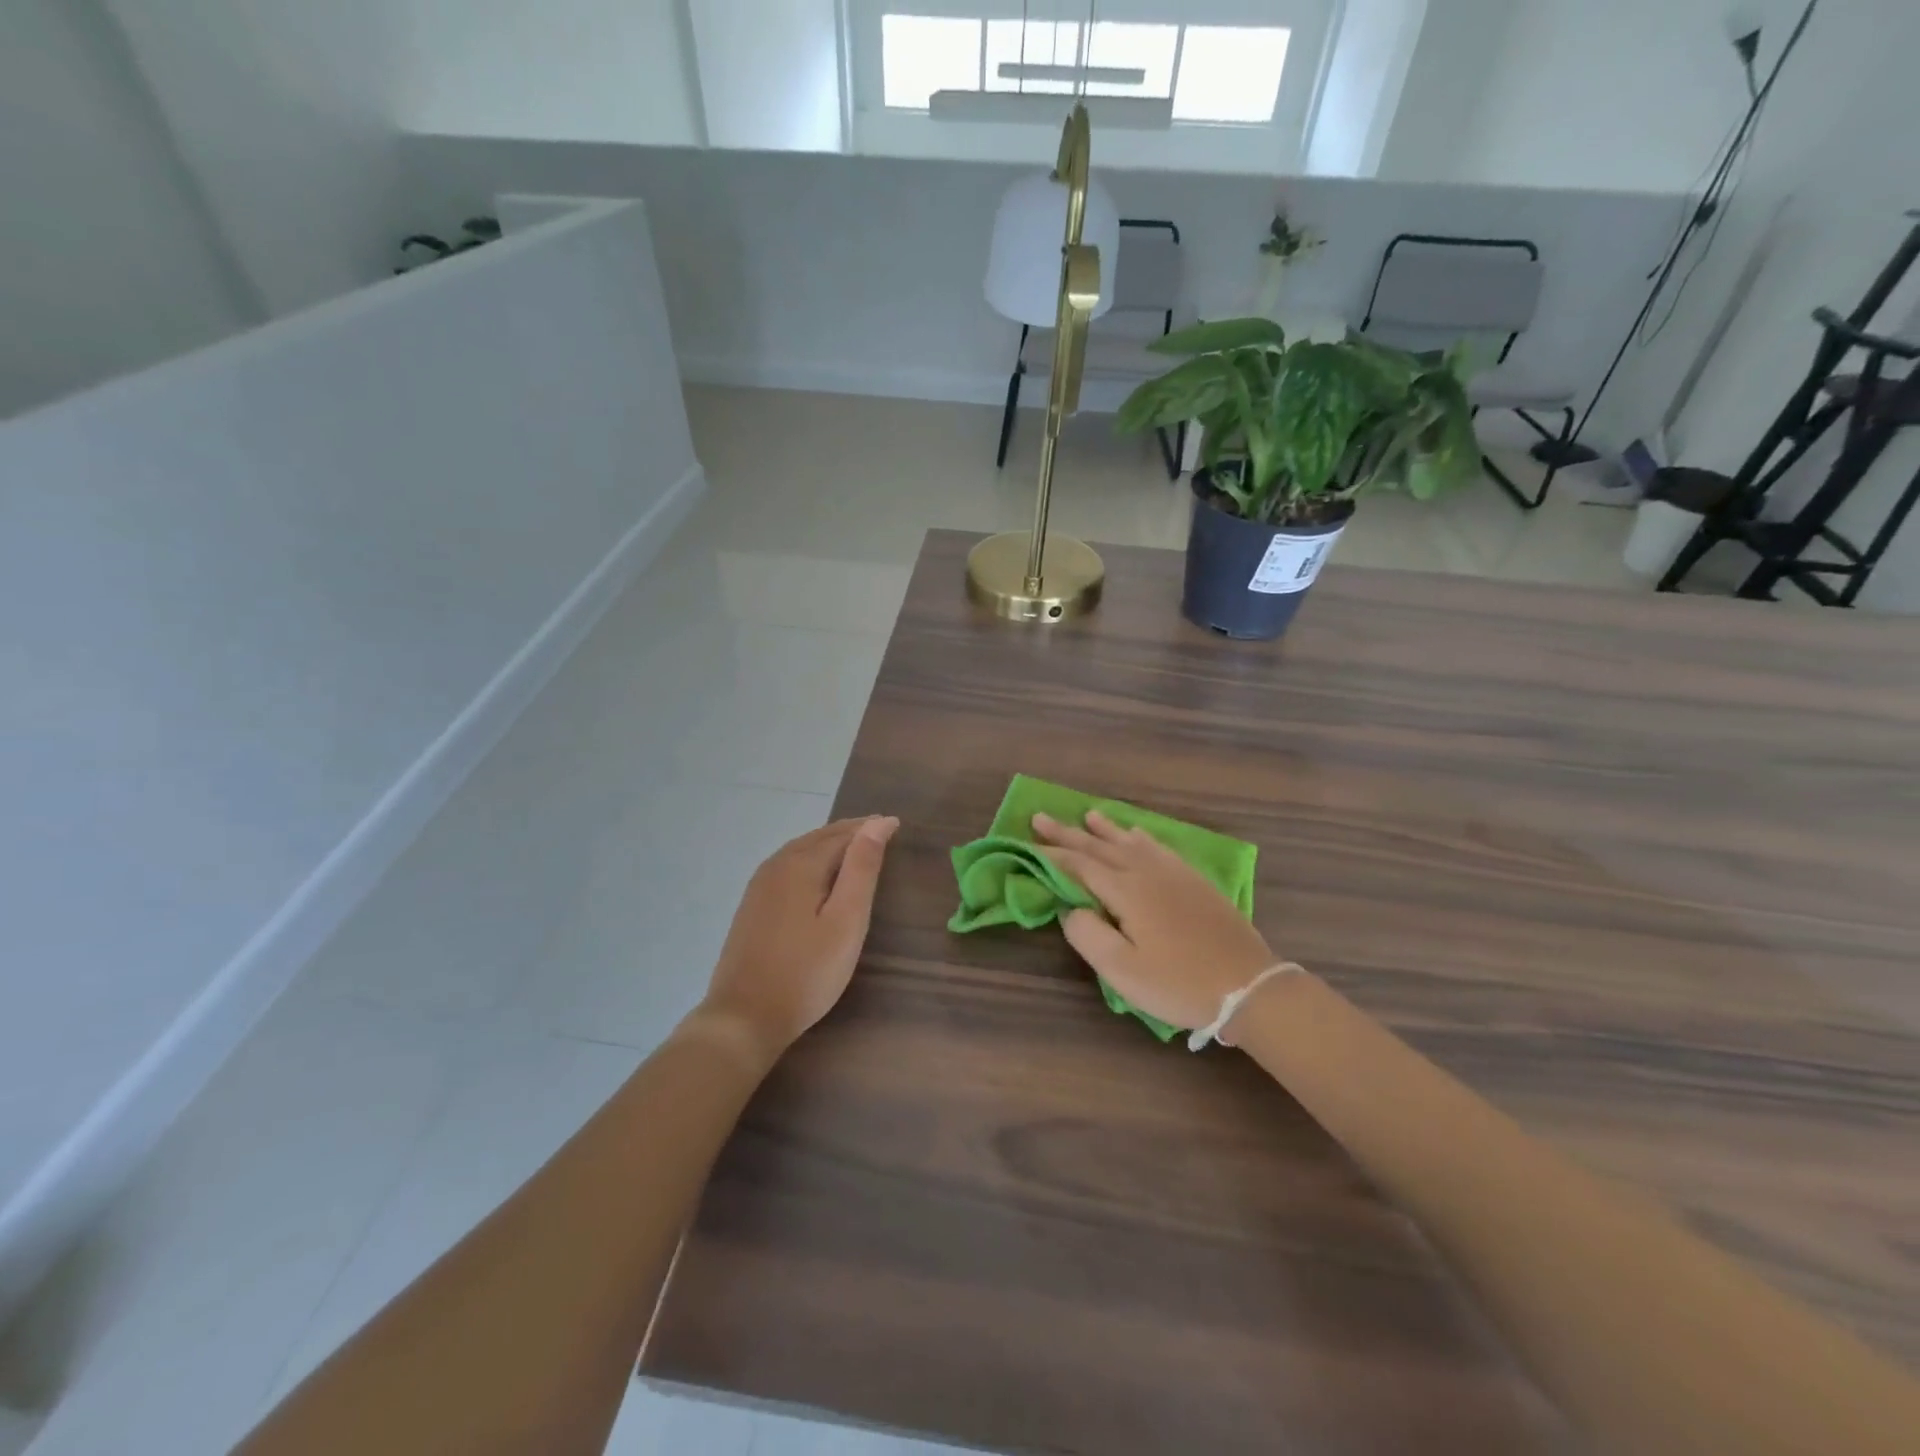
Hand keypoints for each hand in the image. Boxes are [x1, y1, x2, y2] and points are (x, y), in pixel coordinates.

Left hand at [697, 816, 898, 1065]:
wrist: (744, 1018)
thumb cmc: (807, 972)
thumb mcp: (846, 921)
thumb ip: (862, 869)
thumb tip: (878, 822)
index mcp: (801, 864)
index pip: (843, 834)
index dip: (871, 828)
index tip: (896, 825)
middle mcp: (776, 865)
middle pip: (819, 837)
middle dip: (850, 831)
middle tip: (880, 830)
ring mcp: (759, 885)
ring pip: (801, 850)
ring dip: (830, 843)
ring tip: (855, 846)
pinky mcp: (752, 905)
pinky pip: (787, 865)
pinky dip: (811, 858)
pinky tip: (817, 873)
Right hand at [1033, 809, 1276, 1031]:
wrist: (1249, 986)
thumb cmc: (1179, 983)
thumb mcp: (1122, 971)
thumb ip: (1088, 935)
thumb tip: (1072, 909)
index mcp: (1126, 891)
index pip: (1079, 865)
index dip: (1051, 854)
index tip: (1027, 842)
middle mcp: (1147, 872)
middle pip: (1100, 846)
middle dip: (1069, 833)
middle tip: (1041, 817)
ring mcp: (1174, 874)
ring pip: (1131, 842)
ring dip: (1105, 829)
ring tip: (1088, 815)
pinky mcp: (1195, 882)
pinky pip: (1159, 847)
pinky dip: (1141, 837)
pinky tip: (1138, 835)